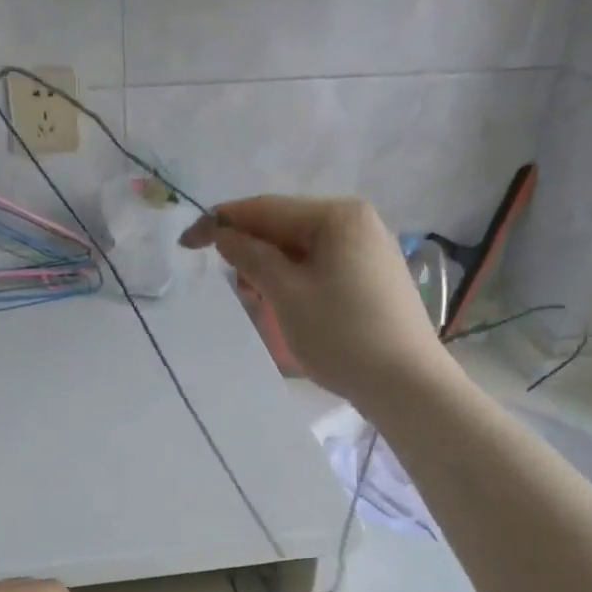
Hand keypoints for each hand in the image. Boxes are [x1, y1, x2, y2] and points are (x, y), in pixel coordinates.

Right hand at [181, 196, 444, 405]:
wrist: (405, 382)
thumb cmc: (341, 336)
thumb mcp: (287, 295)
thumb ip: (252, 258)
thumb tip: (225, 233)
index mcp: (336, 215)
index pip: (266, 209)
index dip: (222, 222)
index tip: (187, 243)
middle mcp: (356, 221)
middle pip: (286, 226)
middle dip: (251, 250)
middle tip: (232, 287)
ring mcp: (369, 249)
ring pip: (304, 249)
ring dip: (273, 268)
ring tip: (258, 301)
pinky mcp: (374, 277)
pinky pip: (323, 267)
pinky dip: (297, 280)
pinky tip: (289, 305)